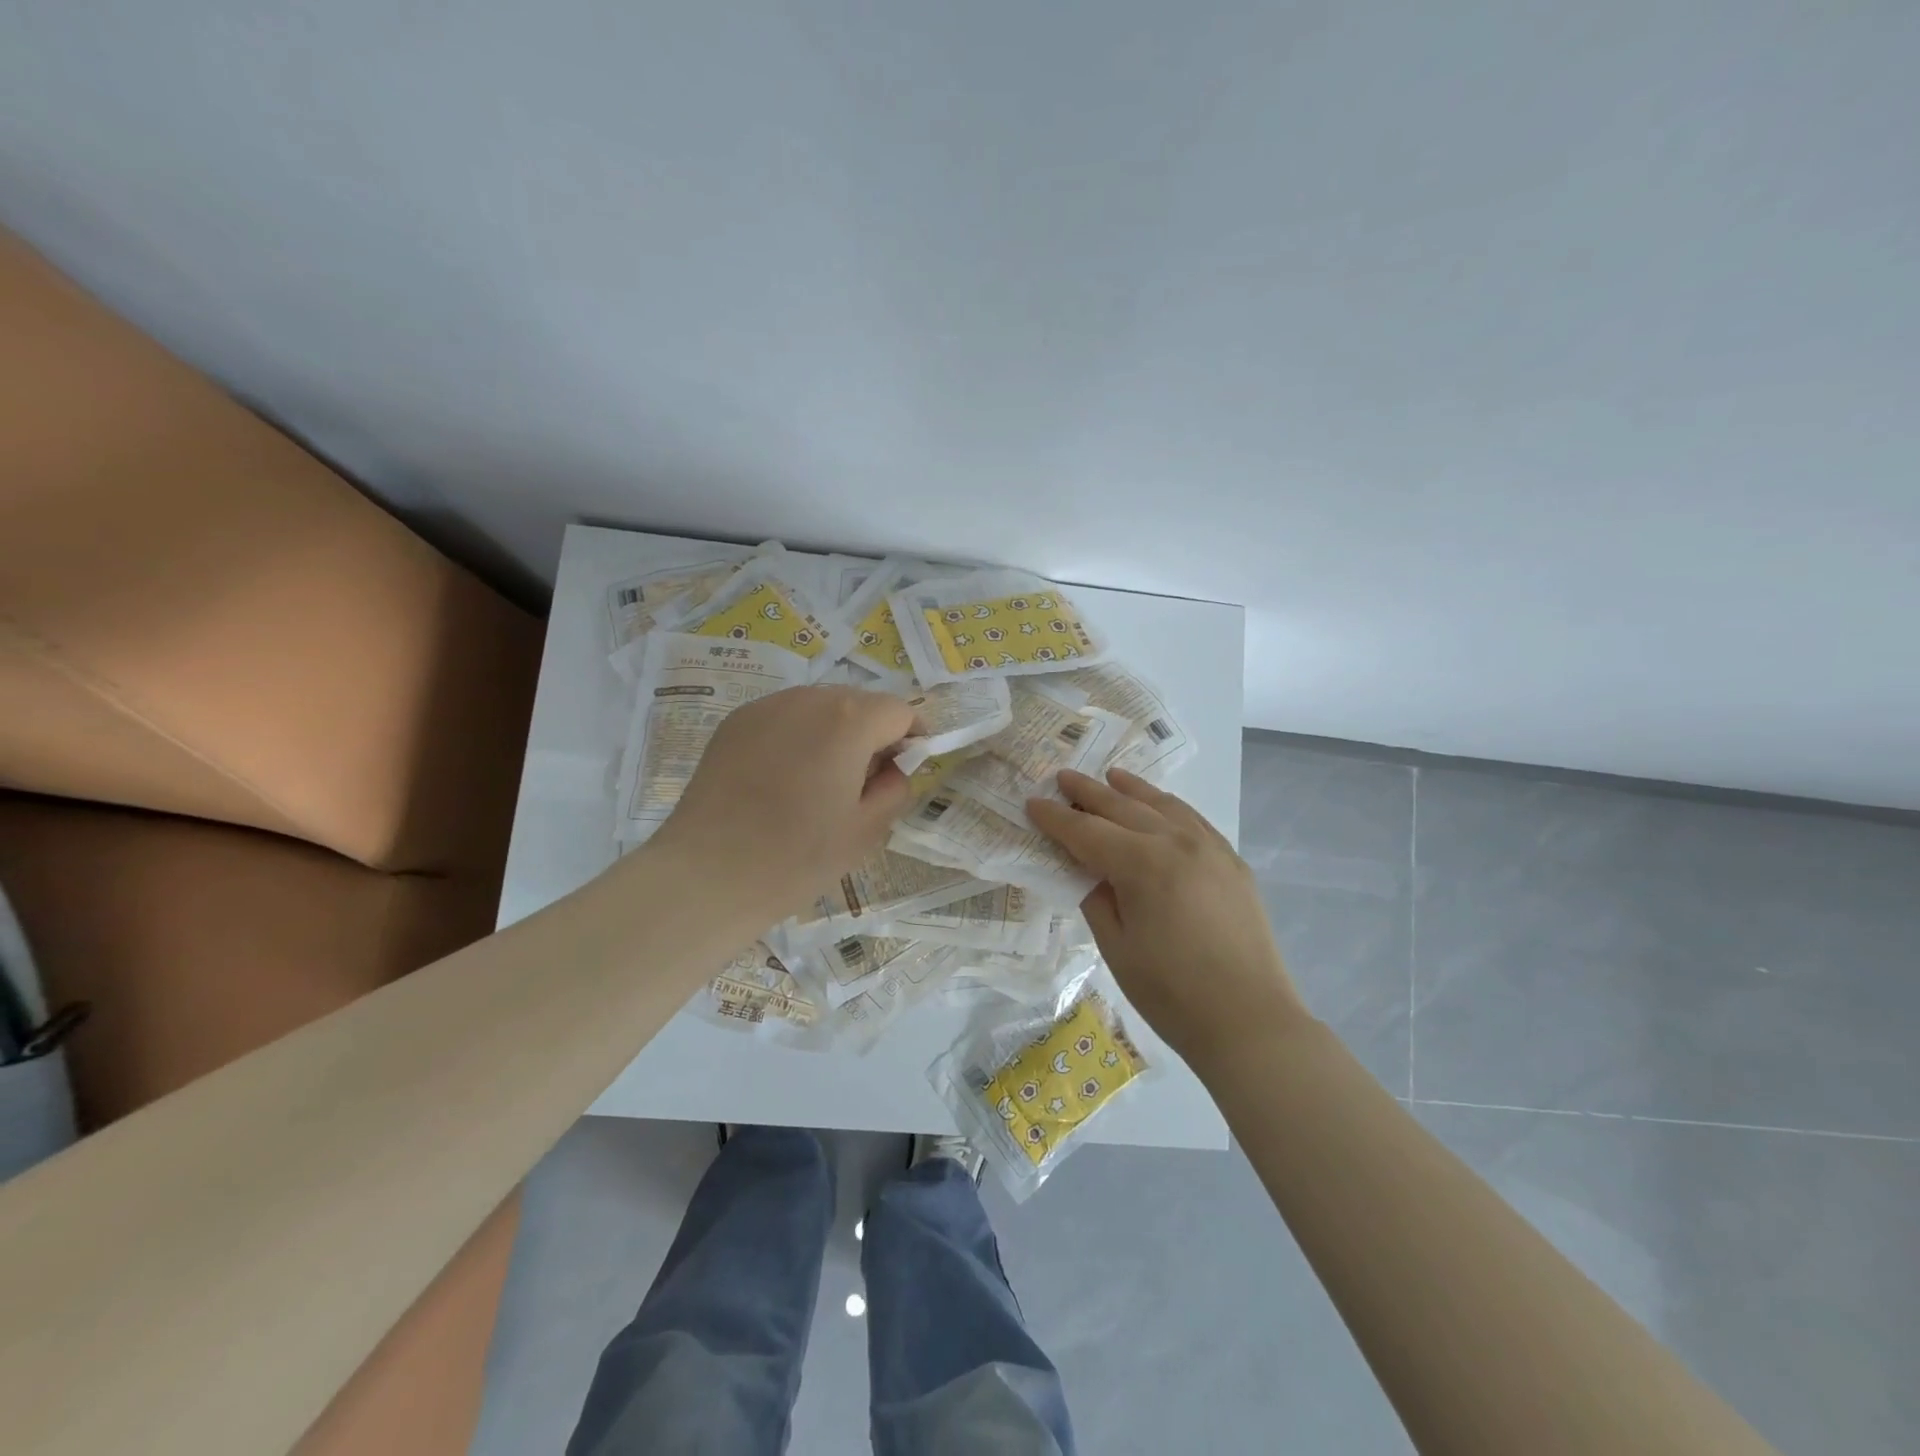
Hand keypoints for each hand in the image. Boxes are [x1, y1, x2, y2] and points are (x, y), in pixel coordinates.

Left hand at [644, 684, 918, 924]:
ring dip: (834, 733)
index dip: (912, 738)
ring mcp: (766, 707)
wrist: (708, 874)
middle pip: (859, 703)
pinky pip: (784, 719)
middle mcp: (808, 699)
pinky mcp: (735, 722)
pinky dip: (798, 737)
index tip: (906, 770)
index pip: (900, 711)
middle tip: (864, 784)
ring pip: (820, 707)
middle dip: (873, 734)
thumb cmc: (797, 857)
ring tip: (820, 783)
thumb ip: (896, 787)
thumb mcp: (867, 830)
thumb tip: (894, 767)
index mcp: (849, 720)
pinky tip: (783, 780)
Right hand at [1027, 769, 1309, 1067]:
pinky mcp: (1232, 862)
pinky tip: (1160, 804)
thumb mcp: (1116, 948)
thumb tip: (1089, 871)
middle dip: (1089, 792)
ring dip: (1132, 789)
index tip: (1032, 803)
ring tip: (1110, 776)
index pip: (1087, 832)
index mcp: (1143, 865)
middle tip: (1062, 777)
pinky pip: (1193, 820)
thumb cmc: (1172, 993)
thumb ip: (1096, 898)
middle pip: (1124, 807)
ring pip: (1163, 805)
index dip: (1056, 819)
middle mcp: (1177, 843)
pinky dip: (1169, 806)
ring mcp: (1211, 849)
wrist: (1250, 1021)